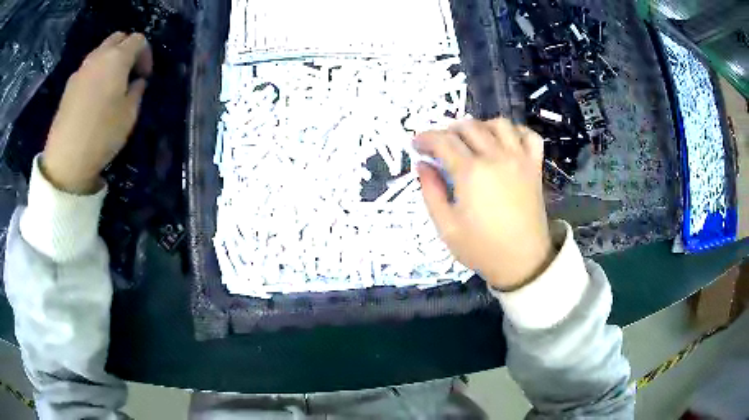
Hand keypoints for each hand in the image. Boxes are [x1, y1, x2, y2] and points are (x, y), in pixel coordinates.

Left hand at [42, 32, 152, 193]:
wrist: (65, 159)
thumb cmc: (102, 135)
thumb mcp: (129, 115)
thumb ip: (136, 91)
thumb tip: (136, 82)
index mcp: (117, 58)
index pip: (138, 40)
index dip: (146, 54)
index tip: (145, 76)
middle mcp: (98, 56)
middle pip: (118, 38)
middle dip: (128, 49)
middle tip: (130, 73)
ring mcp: (81, 70)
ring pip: (101, 52)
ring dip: (110, 61)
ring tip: (111, 86)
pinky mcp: (69, 86)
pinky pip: (88, 68)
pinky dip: (96, 73)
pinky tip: (94, 96)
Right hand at [414, 118, 554, 290]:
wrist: (522, 261)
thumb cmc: (481, 248)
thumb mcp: (446, 227)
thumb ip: (431, 192)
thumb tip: (422, 165)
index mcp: (471, 173)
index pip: (443, 141)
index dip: (426, 138)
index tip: (416, 144)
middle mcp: (496, 157)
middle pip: (469, 127)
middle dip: (448, 131)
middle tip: (440, 146)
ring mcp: (519, 159)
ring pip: (499, 124)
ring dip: (481, 126)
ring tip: (472, 140)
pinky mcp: (535, 166)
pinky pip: (529, 136)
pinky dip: (516, 132)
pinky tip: (505, 141)